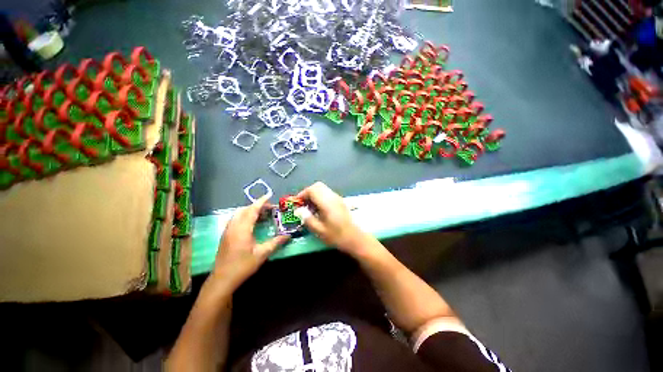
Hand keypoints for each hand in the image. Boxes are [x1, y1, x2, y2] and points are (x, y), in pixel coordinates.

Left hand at [211, 196, 289, 289]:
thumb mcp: (262, 254)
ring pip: (238, 214)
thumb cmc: (242, 266)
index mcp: (242, 229)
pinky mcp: (225, 236)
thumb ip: (275, 243)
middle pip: (244, 210)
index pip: (252, 210)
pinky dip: (244, 216)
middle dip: (256, 206)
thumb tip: (288, 235)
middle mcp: (233, 227)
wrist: (222, 279)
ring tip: (262, 214)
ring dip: (249, 211)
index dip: (261, 202)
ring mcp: (227, 231)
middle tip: (269, 208)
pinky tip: (251, 223)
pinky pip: (235, 220)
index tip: (269, 195)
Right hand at [296, 182, 365, 253]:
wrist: (356, 238)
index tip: (297, 204)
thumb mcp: (320, 231)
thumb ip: (308, 219)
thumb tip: (298, 210)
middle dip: (308, 193)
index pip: (312, 190)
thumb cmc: (337, 236)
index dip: (302, 194)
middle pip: (318, 186)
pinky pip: (327, 194)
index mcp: (327, 202)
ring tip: (310, 208)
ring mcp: (338, 198)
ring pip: (323, 189)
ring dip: (314, 195)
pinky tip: (319, 210)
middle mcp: (333, 197)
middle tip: (303, 204)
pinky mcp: (340, 202)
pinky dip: (320, 198)